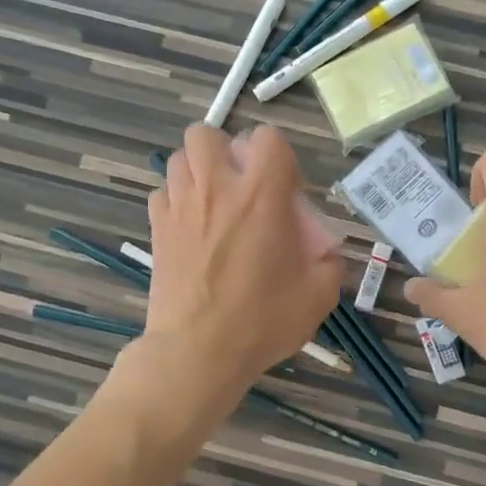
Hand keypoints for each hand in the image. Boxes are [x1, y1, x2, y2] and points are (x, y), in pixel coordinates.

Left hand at [139, 124, 341, 413]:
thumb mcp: (318, 296)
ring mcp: (181, 206)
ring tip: (213, 202)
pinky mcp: (156, 228)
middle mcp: (217, 189)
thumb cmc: (262, 321)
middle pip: (207, 134)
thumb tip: (325, 252)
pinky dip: (176, 200)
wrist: (198, 352)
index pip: (267, 138)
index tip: (283, 189)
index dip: (278, 155)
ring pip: (179, 158)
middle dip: (224, 150)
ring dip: (198, 171)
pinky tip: (189, 227)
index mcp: (262, 196)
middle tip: (239, 185)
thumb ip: (329, 263)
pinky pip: (162, 193)